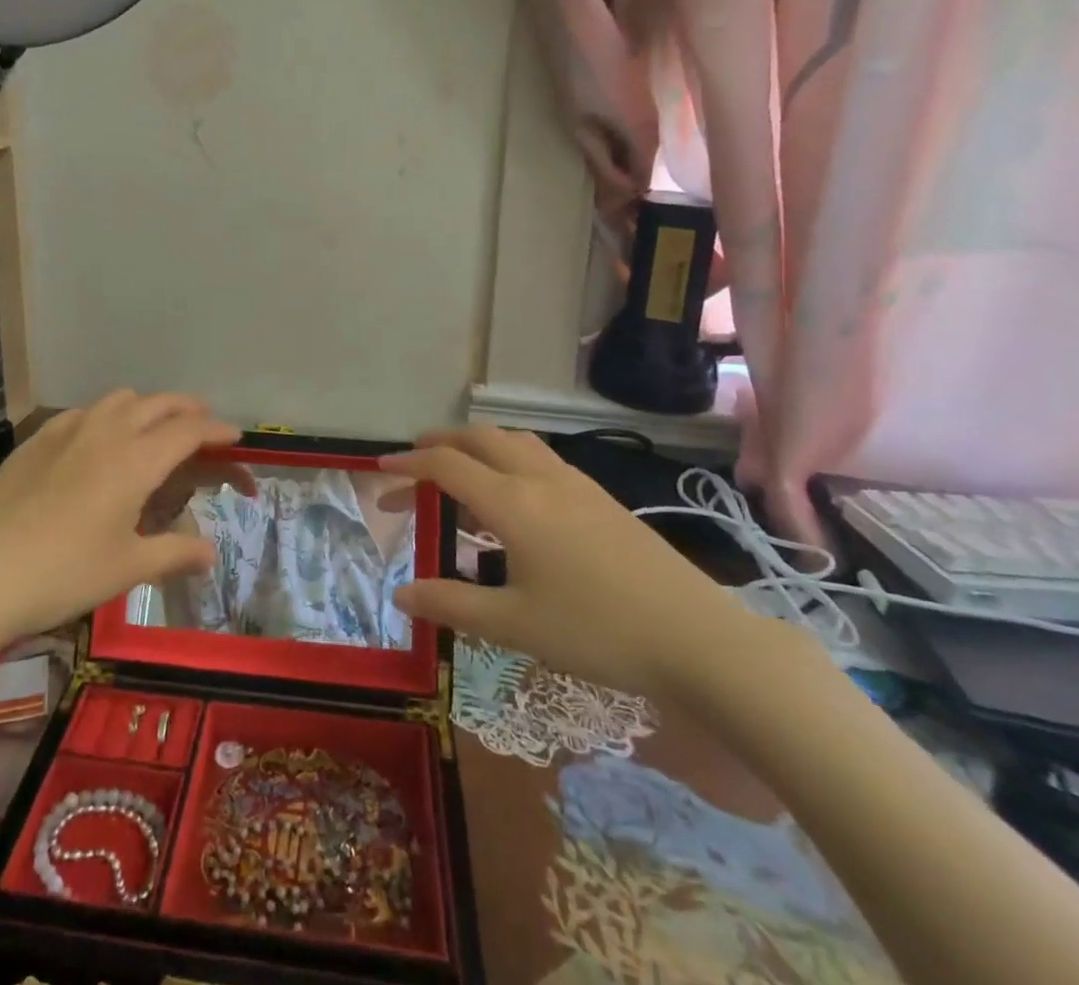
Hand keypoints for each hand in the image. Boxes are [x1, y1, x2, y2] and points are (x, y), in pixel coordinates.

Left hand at [0, 391, 235, 722]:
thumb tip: (210, 553)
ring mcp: (68, 430)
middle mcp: (107, 432)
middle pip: (159, 403)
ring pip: (119, 399)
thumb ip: (175, 553)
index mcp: (137, 460)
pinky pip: (83, 412)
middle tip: (204, 428)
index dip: (217, 430)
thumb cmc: (64, 573)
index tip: (235, 436)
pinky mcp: (37, 439)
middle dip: (188, 409)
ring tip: (153, 430)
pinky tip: (98, 441)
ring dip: (147, 407)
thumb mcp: (127, 568)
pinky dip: (106, 416)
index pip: (189, 430)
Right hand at [380, 427, 761, 700]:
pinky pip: (539, 457)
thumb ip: (451, 604)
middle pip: (479, 439)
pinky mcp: (601, 497)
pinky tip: (514, 495)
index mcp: (513, 503)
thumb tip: (400, 592)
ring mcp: (576, 484)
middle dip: (439, 443)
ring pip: (514, 441)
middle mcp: (540, 479)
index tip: (380, 472)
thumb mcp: (515, 624)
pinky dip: (508, 458)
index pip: (447, 467)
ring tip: (458, 470)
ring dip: (476, 445)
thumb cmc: (598, 631)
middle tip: (412, 463)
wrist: (698, 638)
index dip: (409, 465)